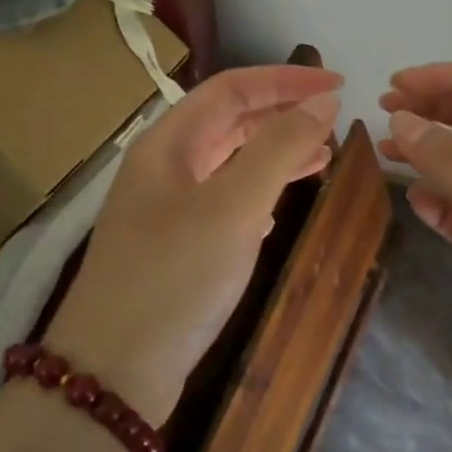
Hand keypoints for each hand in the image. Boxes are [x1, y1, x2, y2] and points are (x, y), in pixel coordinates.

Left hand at [43, 65, 341, 424]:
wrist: (113, 370)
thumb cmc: (176, 276)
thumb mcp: (234, 206)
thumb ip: (279, 148)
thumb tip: (322, 102)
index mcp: (168, 144)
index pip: (231, 89)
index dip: (286, 80)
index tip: (338, 84)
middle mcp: (163, 167)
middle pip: (228, 122)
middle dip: (282, 115)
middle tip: (333, 122)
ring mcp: (165, 210)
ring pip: (228, 163)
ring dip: (274, 154)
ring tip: (321, 159)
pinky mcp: (174, 248)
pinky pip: (223, 202)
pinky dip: (257, 194)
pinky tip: (278, 209)